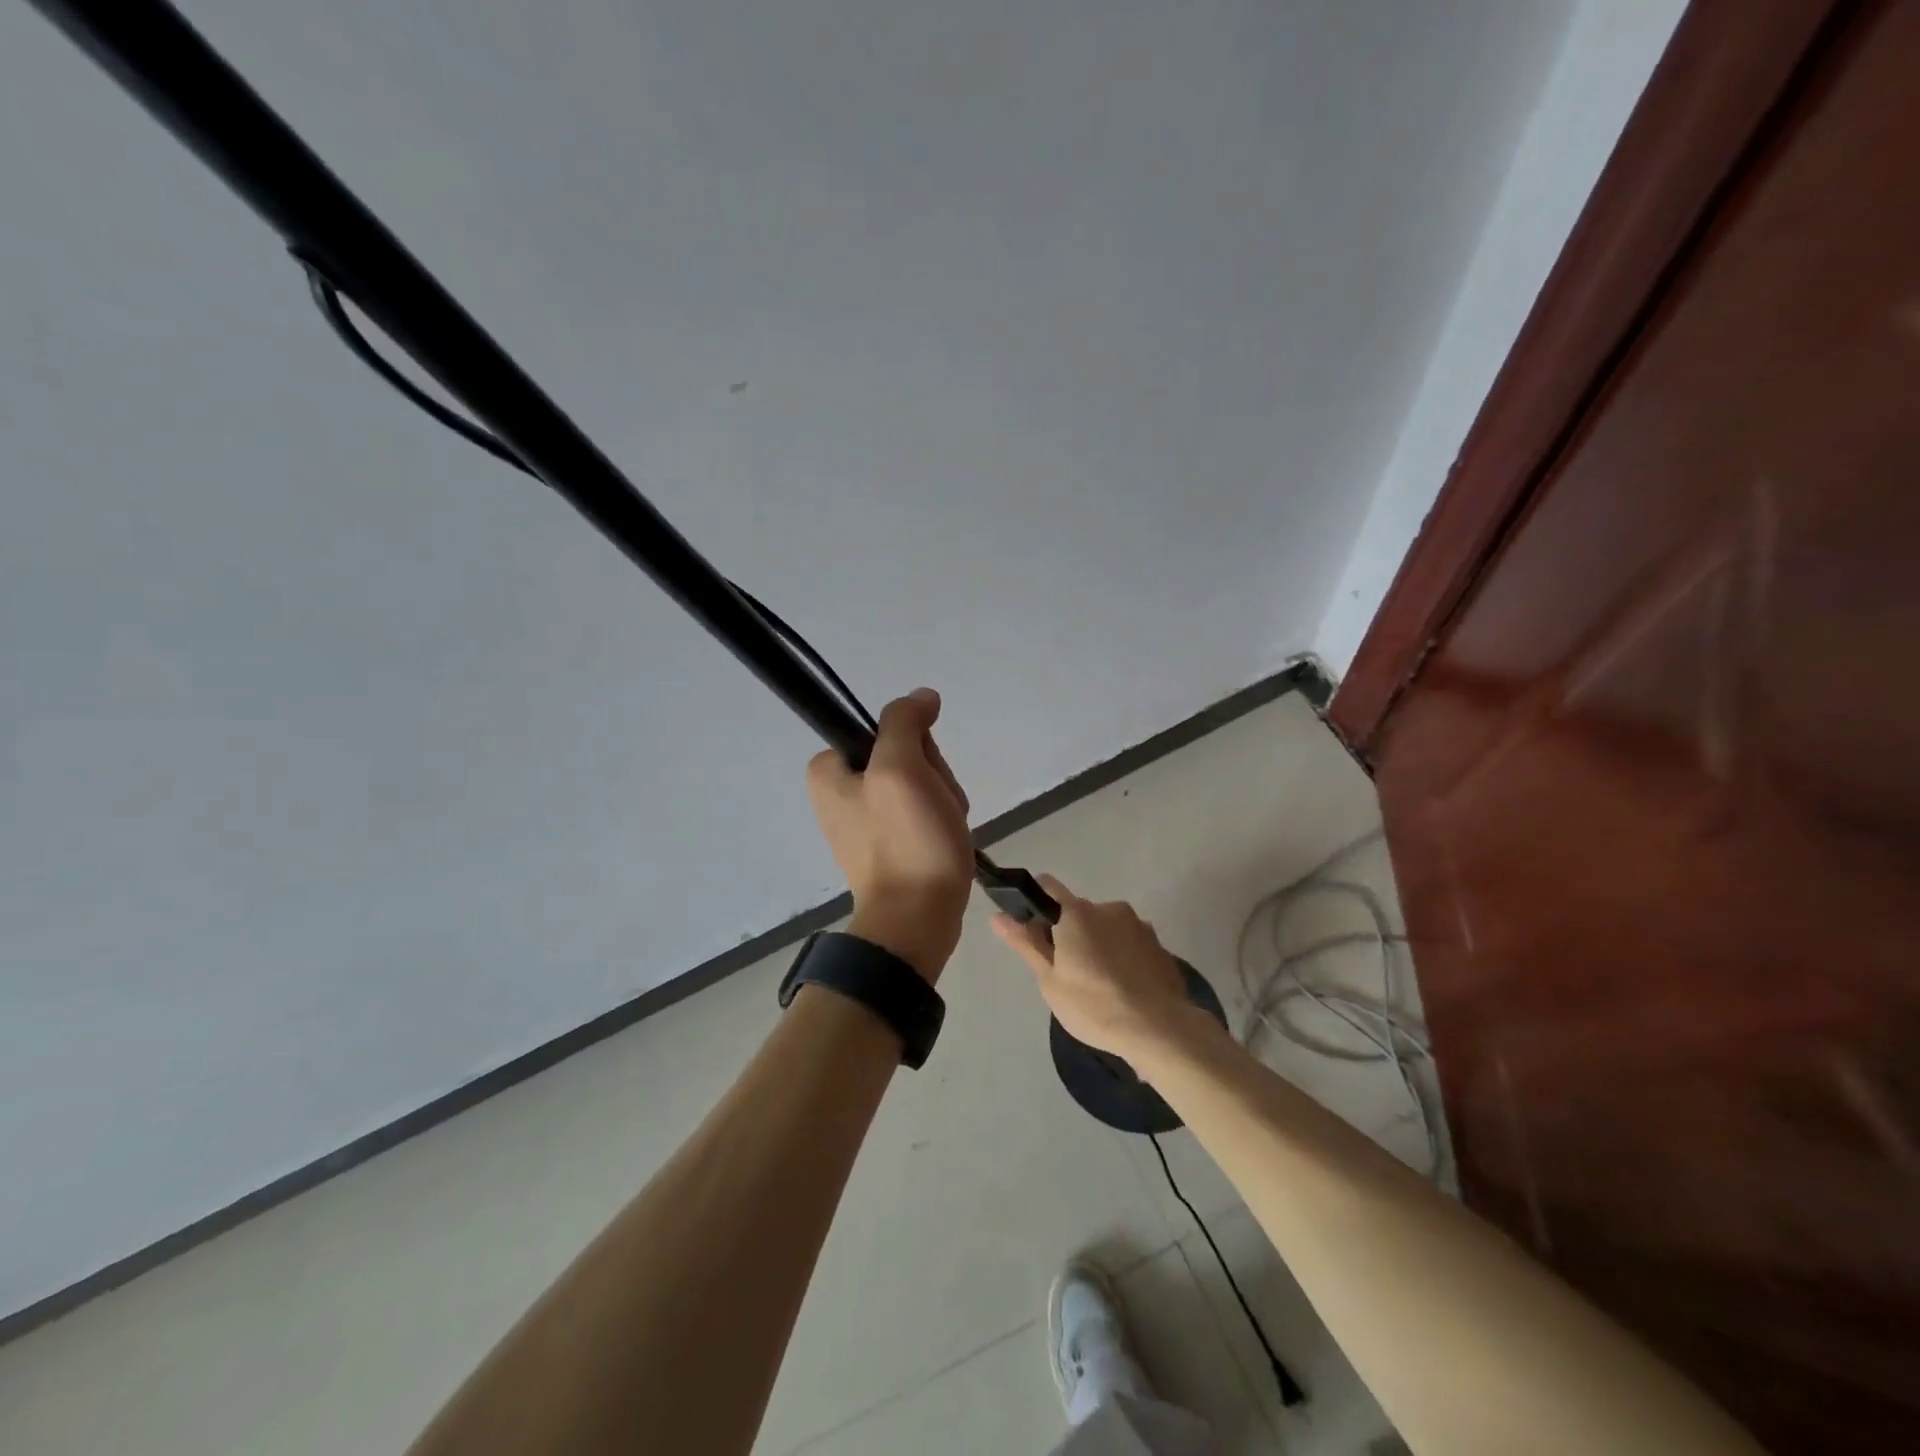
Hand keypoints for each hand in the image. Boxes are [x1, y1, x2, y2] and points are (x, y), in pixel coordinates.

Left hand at [807, 688, 972, 981]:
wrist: (916, 920)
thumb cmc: (906, 842)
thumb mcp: (900, 769)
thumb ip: (904, 723)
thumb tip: (922, 697)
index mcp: (828, 770)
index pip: (886, 729)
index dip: (914, 747)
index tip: (919, 775)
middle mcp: (840, 791)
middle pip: (905, 755)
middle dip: (932, 776)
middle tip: (933, 807)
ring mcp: (865, 819)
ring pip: (921, 783)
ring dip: (942, 799)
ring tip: (942, 828)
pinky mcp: (889, 843)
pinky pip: (922, 812)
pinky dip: (941, 821)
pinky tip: (945, 840)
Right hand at [991, 875, 1206, 1064]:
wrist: (1160, 1028)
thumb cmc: (1094, 1005)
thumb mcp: (1050, 979)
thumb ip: (1026, 943)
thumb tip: (998, 916)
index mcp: (1076, 912)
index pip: (1047, 887)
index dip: (1035, 905)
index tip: (1034, 934)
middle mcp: (1108, 908)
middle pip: (1079, 912)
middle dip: (1070, 935)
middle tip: (1067, 974)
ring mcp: (1138, 925)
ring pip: (1107, 929)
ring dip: (1099, 946)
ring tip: (1101, 988)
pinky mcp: (1159, 945)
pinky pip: (1130, 944)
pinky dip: (1123, 959)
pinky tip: (1125, 991)